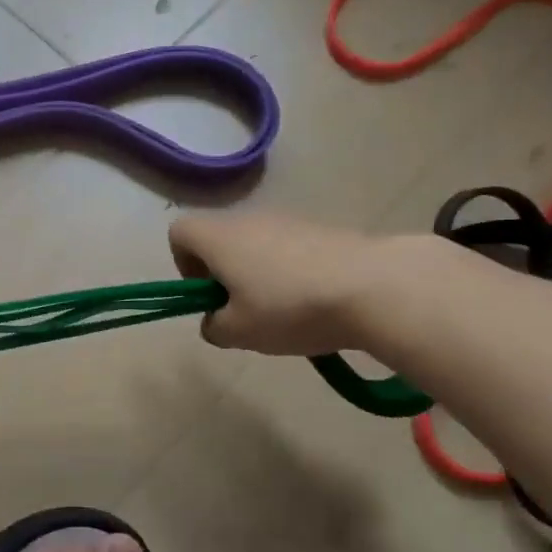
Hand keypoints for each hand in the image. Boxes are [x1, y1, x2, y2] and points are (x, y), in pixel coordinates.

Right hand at [169, 211, 377, 354]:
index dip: (184, 264)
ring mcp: (288, 219)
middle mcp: (248, 219)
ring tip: (285, 312)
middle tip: (245, 312)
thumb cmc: (290, 308)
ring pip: (256, 244)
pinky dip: (291, 272)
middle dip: (224, 275)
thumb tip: (216, 320)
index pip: (179, 233)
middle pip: (220, 239)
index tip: (208, 295)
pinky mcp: (321, 229)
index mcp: (218, 237)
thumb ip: (215, 327)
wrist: (372, 286)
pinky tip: (315, 302)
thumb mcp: (240, 333)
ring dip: (259, 274)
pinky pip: (289, 248)